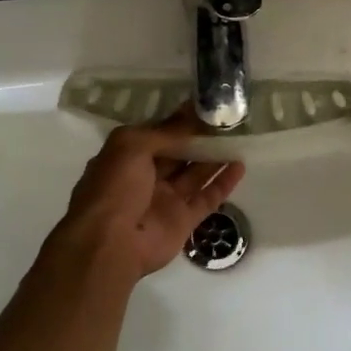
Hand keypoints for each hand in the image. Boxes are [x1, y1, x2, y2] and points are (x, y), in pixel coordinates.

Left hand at [52, 111, 246, 277]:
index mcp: (128, 157)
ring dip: (215, 157)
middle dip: (201, 138)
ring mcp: (166, 200)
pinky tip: (240, 165)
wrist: (110, 244)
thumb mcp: (132, 145)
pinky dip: (223, 183)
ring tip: (239, 137)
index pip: (159, 134)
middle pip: (179, 153)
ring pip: (195, 174)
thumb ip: (164, 131)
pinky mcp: (183, 220)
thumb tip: (191, 115)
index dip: (180, 121)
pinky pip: (207, 198)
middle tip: (228, 119)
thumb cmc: (115, 187)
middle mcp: (147, 177)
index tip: (206, 106)